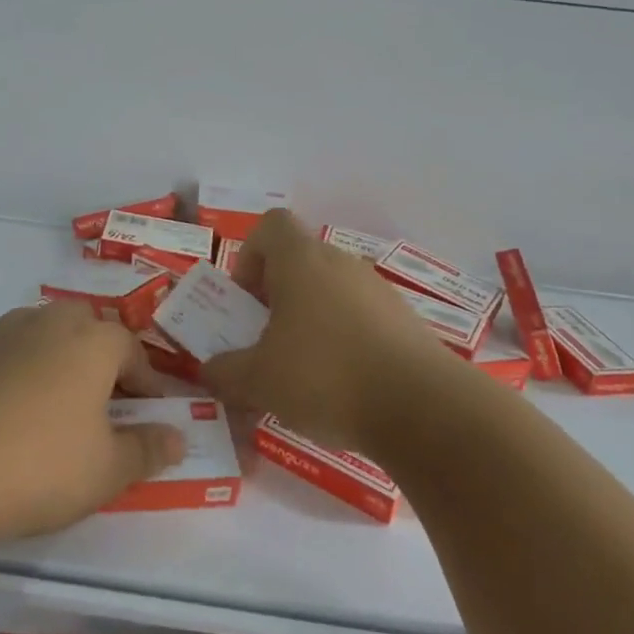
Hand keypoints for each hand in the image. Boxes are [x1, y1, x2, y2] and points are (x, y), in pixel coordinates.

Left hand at [0, 302, 186, 545]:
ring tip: (63, 414)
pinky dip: (26, 376)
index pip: (134, 352)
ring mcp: (3, 332)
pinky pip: (13, 355)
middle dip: (106, 366)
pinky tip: (15, 417)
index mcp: (93, 340)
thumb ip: (147, 449)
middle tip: (109, 410)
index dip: (149, 385)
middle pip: (91, 334)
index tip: (152, 416)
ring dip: (65, 367)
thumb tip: (177, 436)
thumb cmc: (35, 465)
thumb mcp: (105, 470)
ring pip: (49, 340)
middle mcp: (50, 321)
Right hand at [201, 209, 457, 451]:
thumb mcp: (257, 380)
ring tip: (302, 370)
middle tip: (265, 340)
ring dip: (310, 319)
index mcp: (301, 260)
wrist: (424, 409)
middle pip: (300, 261)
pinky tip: (342, 386)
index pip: (270, 225)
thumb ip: (225, 372)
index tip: (246, 299)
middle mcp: (341, 263)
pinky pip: (361, 318)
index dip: (250, 255)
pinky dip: (344, 340)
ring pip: (331, 291)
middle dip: (276, 296)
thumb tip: (210, 371)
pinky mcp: (406, 321)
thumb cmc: (325, 376)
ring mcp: (379, 290)